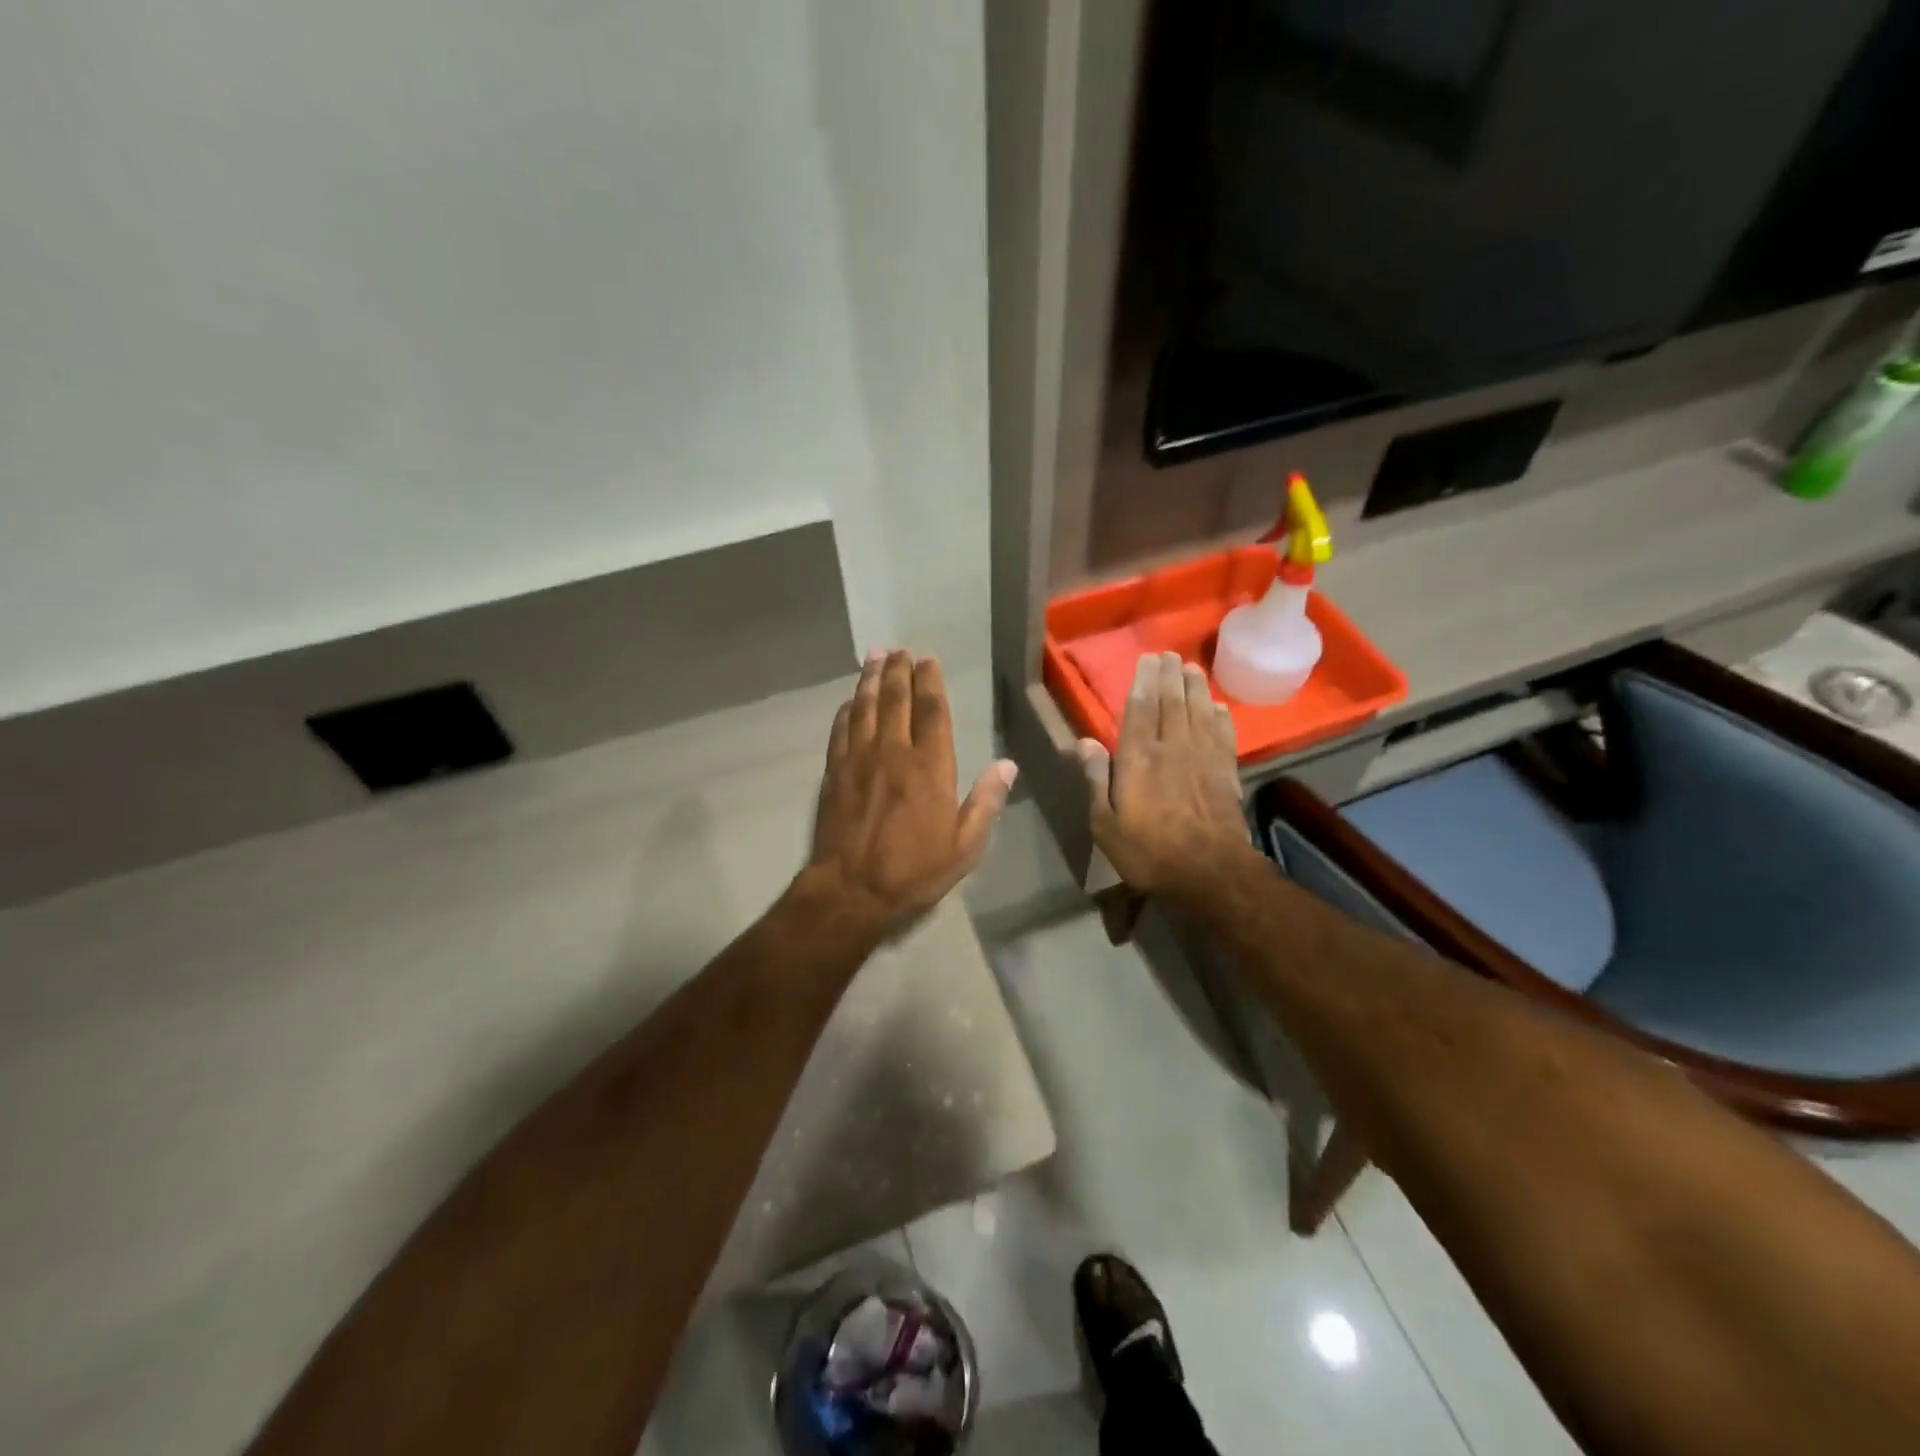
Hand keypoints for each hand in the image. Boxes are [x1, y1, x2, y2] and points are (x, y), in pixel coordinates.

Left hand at [804, 650, 1016, 933]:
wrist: (851, 889)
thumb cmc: (914, 871)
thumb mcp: (964, 846)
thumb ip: (986, 803)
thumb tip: (1007, 766)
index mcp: (930, 767)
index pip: (932, 712)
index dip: (930, 682)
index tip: (928, 661)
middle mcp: (894, 752)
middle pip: (895, 700)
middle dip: (898, 671)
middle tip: (899, 651)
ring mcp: (859, 760)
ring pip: (864, 708)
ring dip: (870, 680)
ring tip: (874, 658)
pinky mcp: (834, 772)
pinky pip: (840, 730)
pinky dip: (846, 710)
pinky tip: (850, 700)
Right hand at [1078, 651, 1249, 895]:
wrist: (1210, 872)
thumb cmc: (1148, 851)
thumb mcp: (1105, 823)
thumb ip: (1095, 779)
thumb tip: (1083, 741)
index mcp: (1138, 758)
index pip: (1140, 709)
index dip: (1143, 681)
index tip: (1147, 659)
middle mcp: (1172, 748)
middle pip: (1172, 702)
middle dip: (1169, 676)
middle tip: (1169, 654)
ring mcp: (1203, 758)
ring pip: (1199, 712)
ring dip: (1196, 688)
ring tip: (1192, 669)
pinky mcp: (1226, 772)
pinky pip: (1223, 735)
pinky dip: (1221, 717)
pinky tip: (1219, 707)